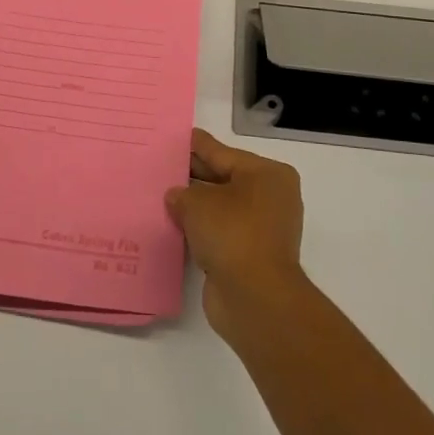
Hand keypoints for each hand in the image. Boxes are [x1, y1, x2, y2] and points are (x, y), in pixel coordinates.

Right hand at [166, 129, 308, 339]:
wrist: (255, 298)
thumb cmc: (232, 233)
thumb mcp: (199, 203)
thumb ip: (183, 193)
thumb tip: (176, 196)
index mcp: (267, 174)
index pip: (224, 153)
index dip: (199, 146)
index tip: (180, 136)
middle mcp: (270, 197)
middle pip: (224, 179)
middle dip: (195, 175)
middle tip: (164, 165)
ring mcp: (263, 229)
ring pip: (221, 208)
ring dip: (196, 206)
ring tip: (163, 195)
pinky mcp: (251, 256)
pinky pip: (220, 233)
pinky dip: (201, 230)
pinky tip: (175, 226)